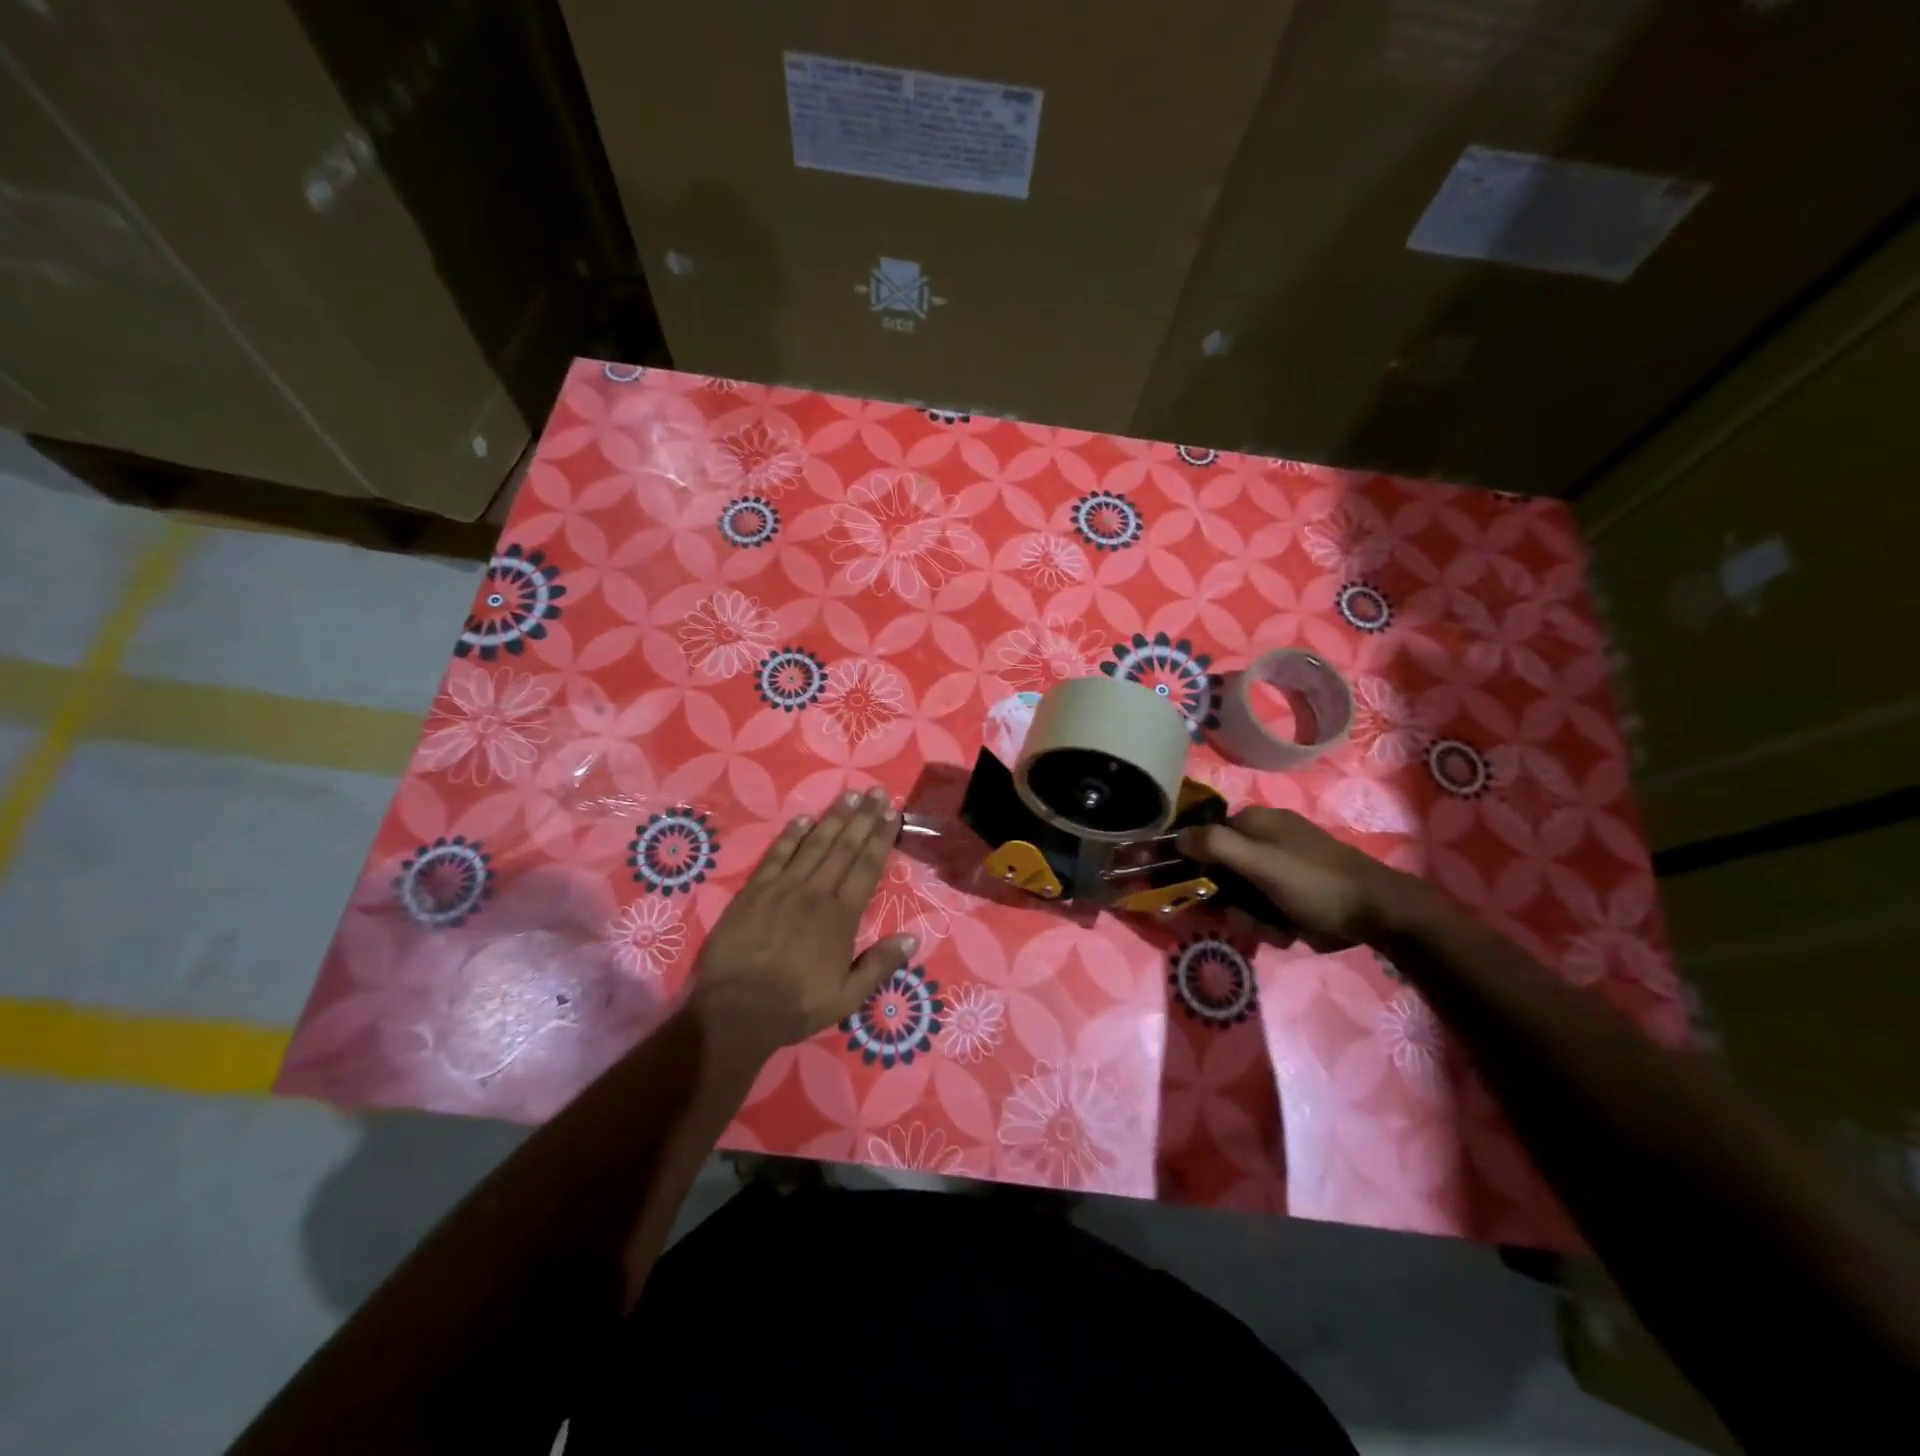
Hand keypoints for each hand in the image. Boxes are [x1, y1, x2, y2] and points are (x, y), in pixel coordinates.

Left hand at [687, 786, 916, 1068]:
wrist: (735, 1011)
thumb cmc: (795, 1006)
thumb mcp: (847, 998)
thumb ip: (879, 966)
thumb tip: (912, 937)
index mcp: (841, 917)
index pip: (867, 867)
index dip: (881, 838)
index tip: (892, 813)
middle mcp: (815, 893)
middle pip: (844, 847)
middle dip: (862, 818)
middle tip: (875, 791)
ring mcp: (782, 888)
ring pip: (813, 844)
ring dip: (833, 818)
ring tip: (848, 796)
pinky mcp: (754, 891)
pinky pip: (776, 855)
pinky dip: (790, 836)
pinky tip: (802, 819)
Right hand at [1177, 807, 1408, 947]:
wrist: (1378, 914)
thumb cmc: (1315, 882)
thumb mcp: (1261, 862)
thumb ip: (1216, 845)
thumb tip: (1175, 836)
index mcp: (1255, 821)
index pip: (1206, 837)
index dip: (1197, 864)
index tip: (1197, 891)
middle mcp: (1264, 840)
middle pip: (1221, 871)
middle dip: (1229, 900)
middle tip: (1243, 916)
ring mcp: (1280, 867)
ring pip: (1241, 895)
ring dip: (1251, 917)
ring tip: (1273, 927)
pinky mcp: (1293, 893)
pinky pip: (1264, 908)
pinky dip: (1270, 923)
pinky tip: (1287, 931)